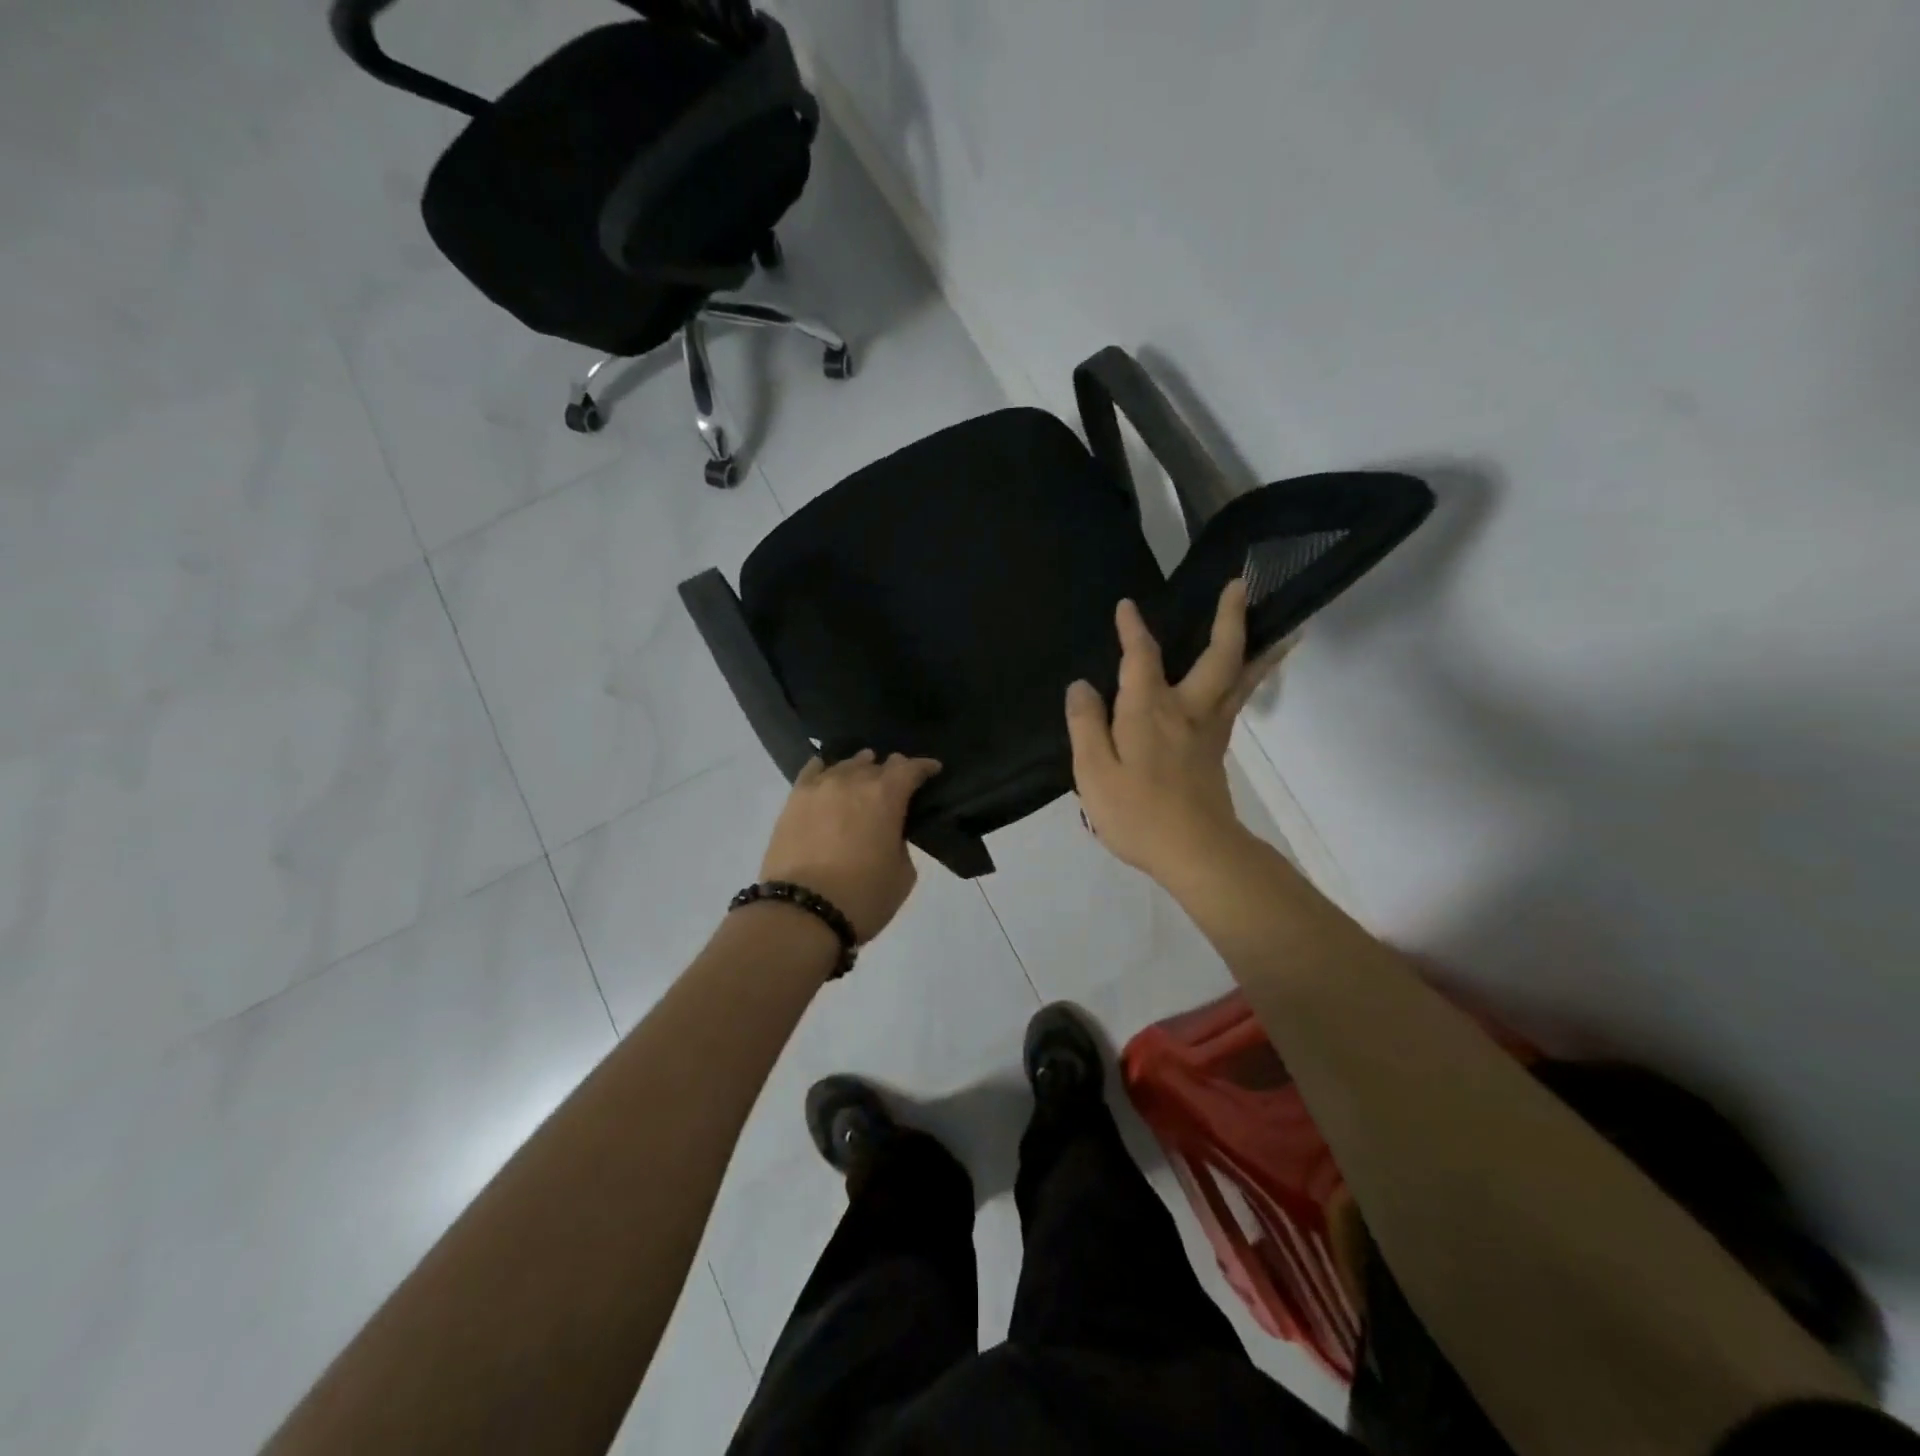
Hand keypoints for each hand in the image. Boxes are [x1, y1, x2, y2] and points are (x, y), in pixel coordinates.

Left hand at [759, 750, 942, 942]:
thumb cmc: (862, 897)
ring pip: (846, 765)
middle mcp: (853, 781)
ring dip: (860, 768)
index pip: (911, 769)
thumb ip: (900, 843)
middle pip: (878, 764)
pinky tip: (828, 774)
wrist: (801, 913)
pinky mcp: (793, 799)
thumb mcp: (902, 874)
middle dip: (892, 769)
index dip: (925, 767)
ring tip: (864, 775)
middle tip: (898, 781)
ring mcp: (820, 787)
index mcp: (886, 796)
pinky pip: (812, 771)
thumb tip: (888, 833)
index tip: (933, 770)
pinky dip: (825, 769)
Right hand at [1064, 579, 1283, 888]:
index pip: (1141, 657)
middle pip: (1218, 656)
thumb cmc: (1138, 812)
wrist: (1196, 852)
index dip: (1133, 630)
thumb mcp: (1093, 771)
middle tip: (1241, 585)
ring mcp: (1210, 730)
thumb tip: (1081, 686)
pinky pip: (1237, 701)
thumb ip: (1086, 725)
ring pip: (1240, 678)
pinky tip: (1246, 675)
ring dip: (1257, 646)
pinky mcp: (1217, 751)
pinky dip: (1250, 677)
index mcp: (1150, 710)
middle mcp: (1187, 710)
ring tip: (1279, 624)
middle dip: (1228, 618)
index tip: (1127, 606)